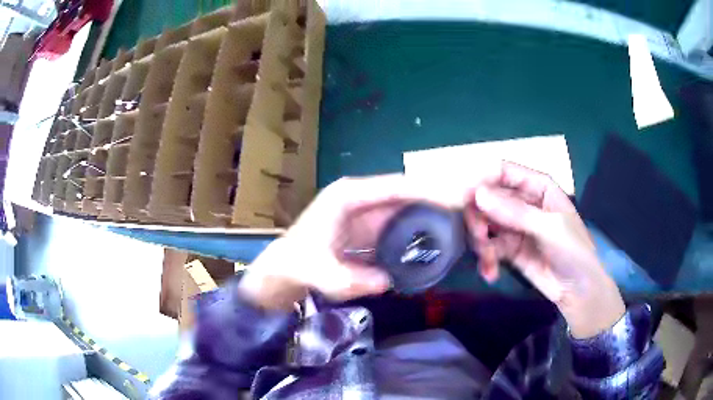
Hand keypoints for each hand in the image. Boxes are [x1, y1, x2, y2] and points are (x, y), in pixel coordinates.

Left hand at [239, 175, 470, 309]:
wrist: (285, 268)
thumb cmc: (300, 264)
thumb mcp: (324, 274)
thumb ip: (355, 279)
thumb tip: (388, 280)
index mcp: (348, 196)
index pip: (395, 187)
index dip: (427, 189)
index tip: (456, 196)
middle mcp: (360, 196)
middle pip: (405, 192)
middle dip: (435, 198)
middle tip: (467, 209)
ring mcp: (365, 210)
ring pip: (405, 206)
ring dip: (429, 212)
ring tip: (460, 222)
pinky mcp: (368, 224)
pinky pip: (398, 222)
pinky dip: (417, 227)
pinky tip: (436, 237)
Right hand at [466, 162, 624, 337]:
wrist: (578, 291)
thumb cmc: (574, 252)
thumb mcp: (550, 229)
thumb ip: (516, 213)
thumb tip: (478, 195)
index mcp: (538, 187)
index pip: (504, 173)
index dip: (482, 180)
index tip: (464, 197)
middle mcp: (524, 202)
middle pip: (489, 198)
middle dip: (479, 217)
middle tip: (478, 236)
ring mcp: (516, 227)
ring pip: (485, 223)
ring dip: (481, 241)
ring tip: (488, 260)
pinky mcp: (510, 250)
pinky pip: (489, 247)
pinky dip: (486, 259)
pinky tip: (490, 272)